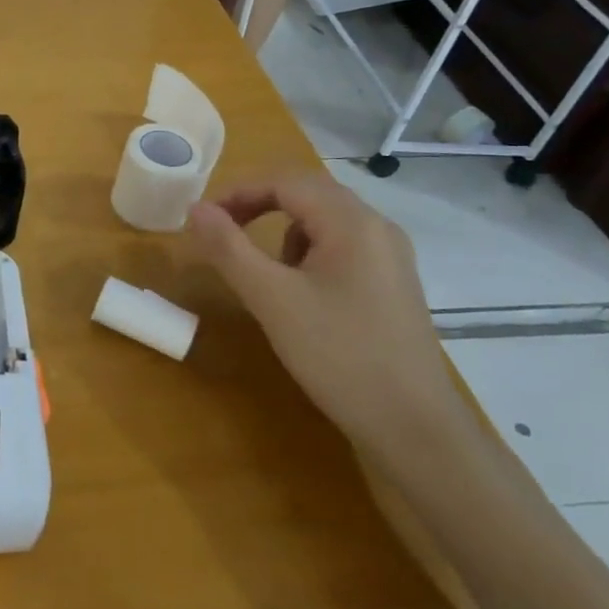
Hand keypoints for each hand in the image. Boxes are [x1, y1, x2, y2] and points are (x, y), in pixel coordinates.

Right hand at [186, 171, 467, 459]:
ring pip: (324, 219)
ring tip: (262, 269)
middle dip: (259, 204)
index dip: (238, 192)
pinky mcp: (391, 284)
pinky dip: (307, 252)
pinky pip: (341, 246)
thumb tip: (195, 209)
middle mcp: (377, 228)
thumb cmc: (338, 355)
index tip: (202, 219)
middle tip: (222, 230)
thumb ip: (228, 248)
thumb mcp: (271, 299)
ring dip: (283, 228)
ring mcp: (390, 257)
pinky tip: (300, 292)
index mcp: (352, 222)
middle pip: (308, 192)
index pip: (285, 181)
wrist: (414, 427)